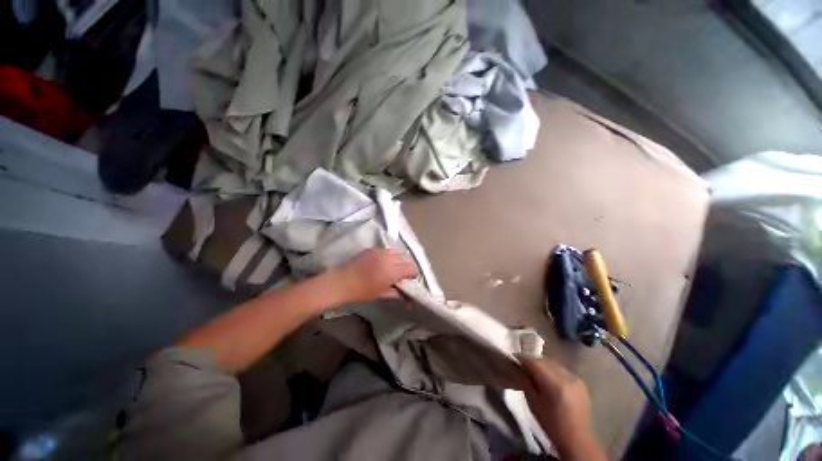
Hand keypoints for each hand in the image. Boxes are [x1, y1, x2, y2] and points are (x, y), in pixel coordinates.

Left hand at [330, 248, 417, 304]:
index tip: (408, 280)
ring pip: (397, 252)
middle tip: (400, 275)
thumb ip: (397, 293)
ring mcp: (380, 251)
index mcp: (392, 271)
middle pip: (406, 258)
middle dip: (405, 266)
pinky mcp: (372, 248)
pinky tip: (381, 263)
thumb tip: (408, 296)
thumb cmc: (362, 291)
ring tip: (391, 267)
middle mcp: (389, 258)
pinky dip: (388, 256)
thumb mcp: (381, 294)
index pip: (412, 267)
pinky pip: (386, 250)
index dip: (413, 274)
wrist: (341, 282)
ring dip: (398, 259)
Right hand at [519, 357, 605, 460]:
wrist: (576, 439)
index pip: (534, 362)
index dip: (522, 359)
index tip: (513, 359)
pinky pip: (562, 369)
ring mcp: (575, 378)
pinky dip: (553, 371)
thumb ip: (525, 381)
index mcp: (554, 383)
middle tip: (522, 367)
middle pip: (543, 361)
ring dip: (543, 365)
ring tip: (535, 373)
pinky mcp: (580, 381)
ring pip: (553, 363)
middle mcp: (566, 376)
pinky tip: (549, 379)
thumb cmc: (551, 423)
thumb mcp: (533, 402)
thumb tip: (516, 367)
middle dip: (532, 362)